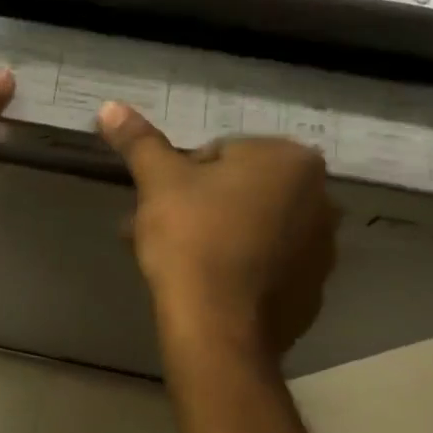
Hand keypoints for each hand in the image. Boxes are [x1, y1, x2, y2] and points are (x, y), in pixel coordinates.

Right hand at [98, 101, 338, 363]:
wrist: (219, 326)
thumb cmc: (191, 238)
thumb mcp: (158, 182)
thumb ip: (139, 141)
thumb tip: (110, 106)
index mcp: (290, 160)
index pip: (221, 153)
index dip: (182, 176)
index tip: (162, 204)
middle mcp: (321, 198)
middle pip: (239, 190)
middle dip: (197, 206)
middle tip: (159, 231)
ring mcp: (322, 248)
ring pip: (253, 227)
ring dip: (216, 235)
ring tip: (176, 262)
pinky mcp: (313, 290)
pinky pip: (267, 266)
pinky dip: (239, 268)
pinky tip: (207, 285)